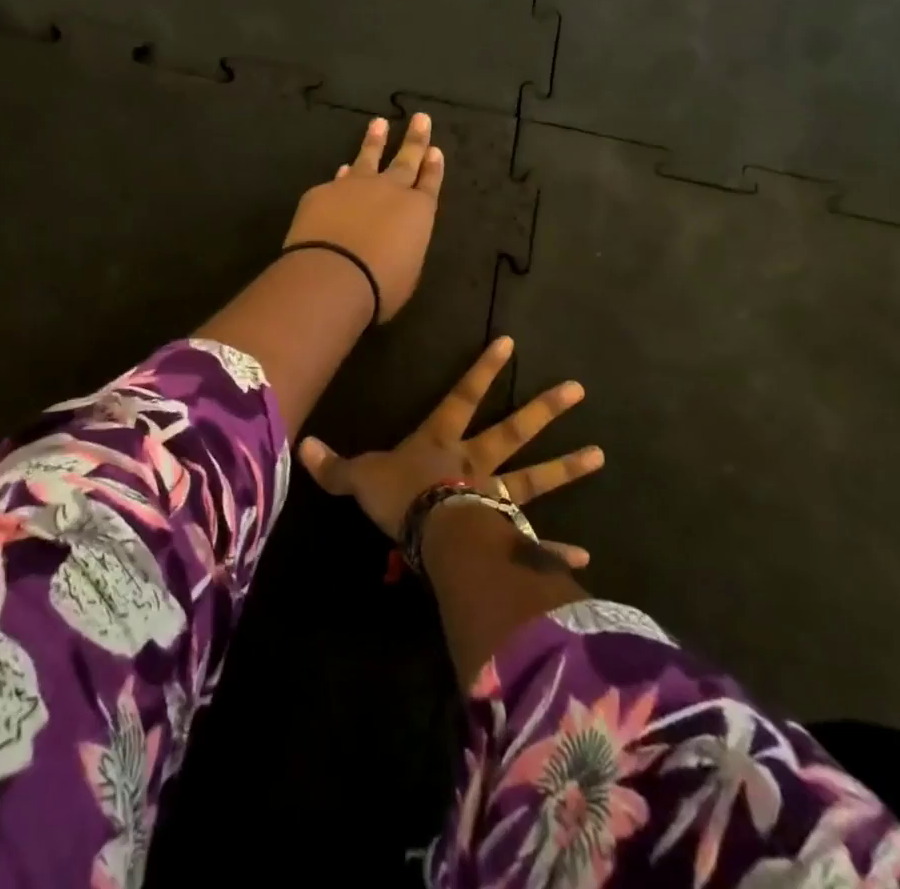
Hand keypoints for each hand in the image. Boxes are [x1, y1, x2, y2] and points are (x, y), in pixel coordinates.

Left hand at [284, 114, 443, 321]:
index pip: (430, 183)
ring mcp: (354, 186)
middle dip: (414, 139)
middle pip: (406, 159)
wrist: (333, 275)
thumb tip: (392, 237)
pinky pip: (337, 180)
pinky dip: (342, 175)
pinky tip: (341, 169)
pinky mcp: (322, 192)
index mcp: (418, 211)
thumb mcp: (406, 270)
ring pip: (368, 157)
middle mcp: (389, 191)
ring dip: (375, 141)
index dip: (433, 167)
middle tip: (420, 118)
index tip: (435, 150)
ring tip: (379, 123)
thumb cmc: (380, 285)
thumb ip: (402, 245)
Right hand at [299, 336, 603, 565]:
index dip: (483, 370)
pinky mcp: (505, 534)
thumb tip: (300, 445)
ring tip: (599, 456)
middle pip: (512, 430)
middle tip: (578, 390)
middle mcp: (474, 463)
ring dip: (566, 468)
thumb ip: (335, 464)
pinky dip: (556, 548)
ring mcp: (494, 497)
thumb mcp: (361, 477)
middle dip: (543, 409)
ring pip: (534, 478)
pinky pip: (534, 541)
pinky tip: (586, 556)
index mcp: (441, 442)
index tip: (509, 342)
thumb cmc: (398, 497)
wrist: (428, 535)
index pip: (462, 396)